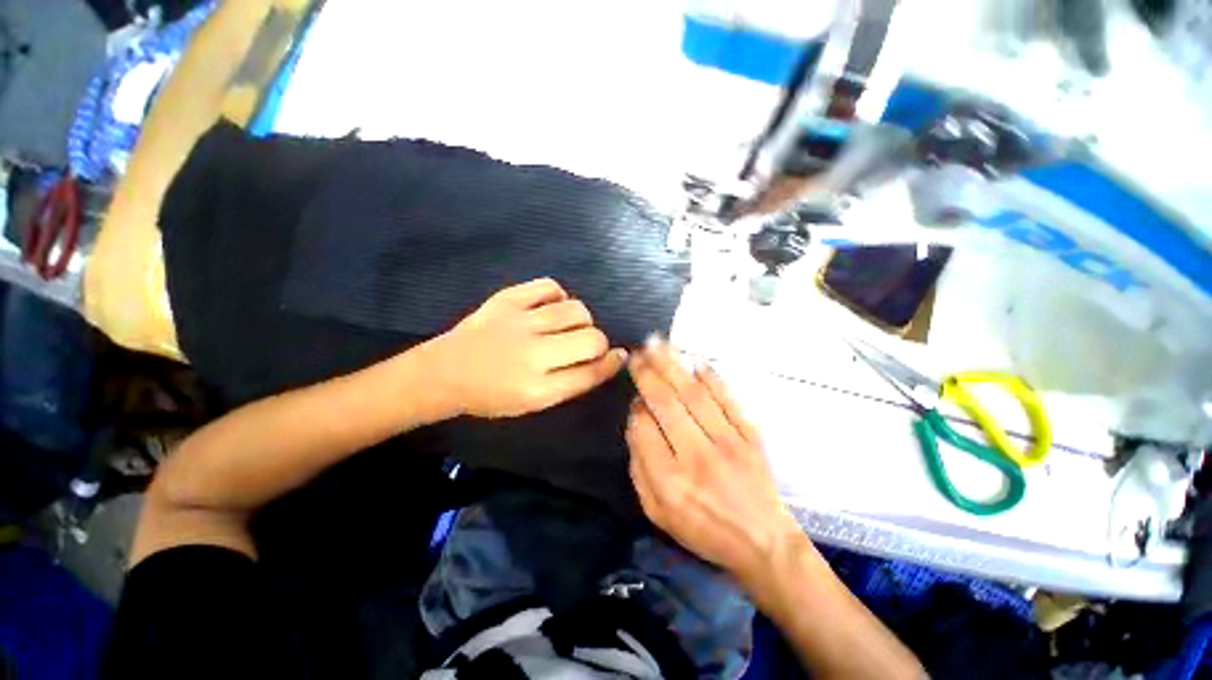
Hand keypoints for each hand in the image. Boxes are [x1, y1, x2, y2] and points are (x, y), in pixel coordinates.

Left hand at [424, 278, 627, 417]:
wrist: (446, 373)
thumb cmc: (490, 396)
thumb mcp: (531, 404)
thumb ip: (570, 383)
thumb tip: (609, 359)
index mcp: (539, 389)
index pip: (591, 372)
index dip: (611, 364)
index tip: (617, 357)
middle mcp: (533, 355)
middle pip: (591, 339)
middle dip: (599, 343)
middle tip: (585, 345)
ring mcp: (520, 323)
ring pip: (576, 310)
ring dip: (582, 319)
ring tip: (568, 326)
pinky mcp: (507, 299)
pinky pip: (549, 286)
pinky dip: (558, 295)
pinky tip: (551, 307)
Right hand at [626, 339, 801, 584]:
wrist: (760, 539)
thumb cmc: (705, 533)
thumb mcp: (659, 516)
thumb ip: (642, 474)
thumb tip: (637, 429)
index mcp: (668, 481)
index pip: (643, 429)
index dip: (636, 408)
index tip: (634, 398)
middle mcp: (695, 456)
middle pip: (667, 404)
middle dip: (648, 374)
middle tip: (637, 352)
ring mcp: (727, 443)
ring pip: (695, 395)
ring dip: (674, 367)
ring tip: (658, 345)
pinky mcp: (751, 437)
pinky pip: (728, 400)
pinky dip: (712, 380)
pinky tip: (697, 365)